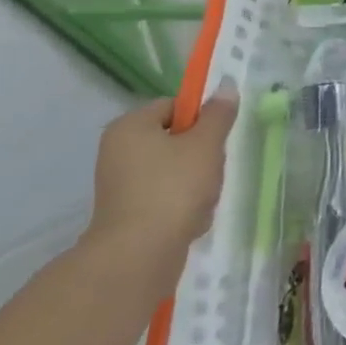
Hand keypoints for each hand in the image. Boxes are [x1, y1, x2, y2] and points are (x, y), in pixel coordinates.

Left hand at [82, 82, 236, 285]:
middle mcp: (119, 152)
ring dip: (197, 183)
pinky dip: (183, 207)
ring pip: (175, 171)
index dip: (201, 118)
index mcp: (130, 127)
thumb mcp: (205, 144)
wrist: (138, 259)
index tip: (217, 138)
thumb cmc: (172, 189)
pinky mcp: (128, 216)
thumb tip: (226, 85)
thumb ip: (218, 114)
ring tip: (204, 201)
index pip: (174, 106)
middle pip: (177, 139)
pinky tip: (193, 221)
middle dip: (202, 155)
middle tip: (213, 169)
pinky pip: (165, 199)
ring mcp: (121, 187)